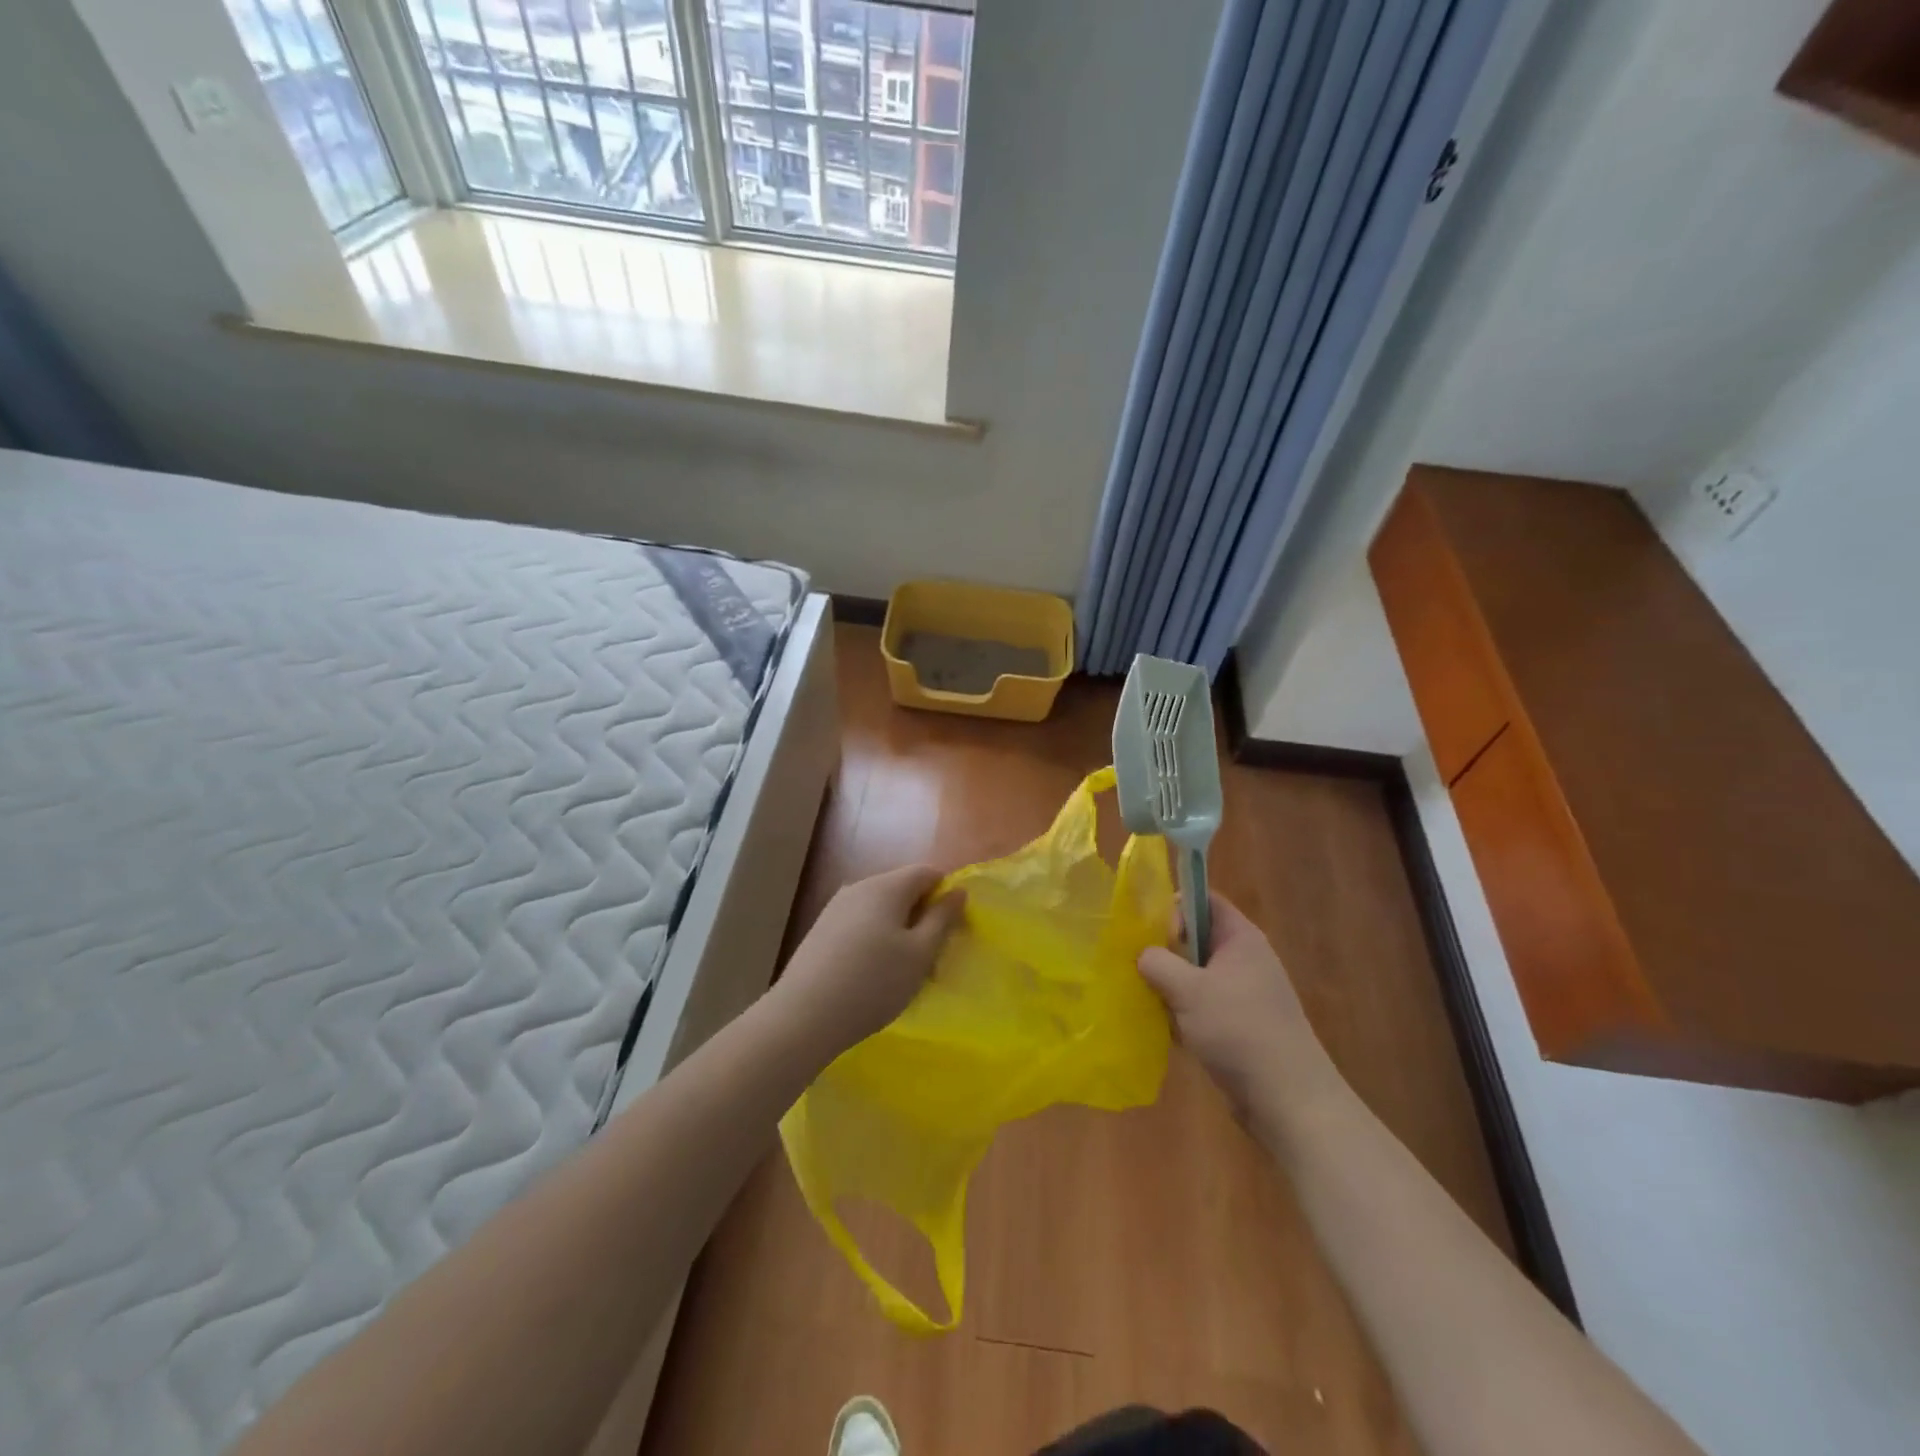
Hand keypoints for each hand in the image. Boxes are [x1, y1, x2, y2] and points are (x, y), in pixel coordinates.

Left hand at [772, 865, 964, 1059]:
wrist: (804, 1016)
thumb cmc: (874, 983)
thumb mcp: (920, 953)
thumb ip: (942, 918)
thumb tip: (957, 890)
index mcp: (886, 886)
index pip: (927, 872)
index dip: (946, 894)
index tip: (953, 929)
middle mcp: (859, 886)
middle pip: (902, 889)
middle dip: (922, 915)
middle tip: (931, 956)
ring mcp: (835, 907)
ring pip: (880, 908)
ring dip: (899, 930)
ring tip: (902, 970)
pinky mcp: (820, 930)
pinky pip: (860, 923)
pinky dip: (875, 939)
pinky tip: (872, 974)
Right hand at [1138, 893, 1341, 1127]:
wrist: (1288, 1101)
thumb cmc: (1239, 1031)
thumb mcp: (1189, 990)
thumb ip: (1158, 962)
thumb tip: (1143, 954)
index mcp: (1241, 938)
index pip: (1204, 900)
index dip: (1176, 907)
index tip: (1156, 936)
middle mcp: (1244, 960)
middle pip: (1196, 939)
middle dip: (1166, 952)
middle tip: (1143, 970)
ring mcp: (1243, 995)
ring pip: (1195, 976)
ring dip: (1171, 987)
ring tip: (1149, 1003)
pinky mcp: (1239, 1026)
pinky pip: (1202, 1006)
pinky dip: (1183, 1014)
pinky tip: (1167, 1031)